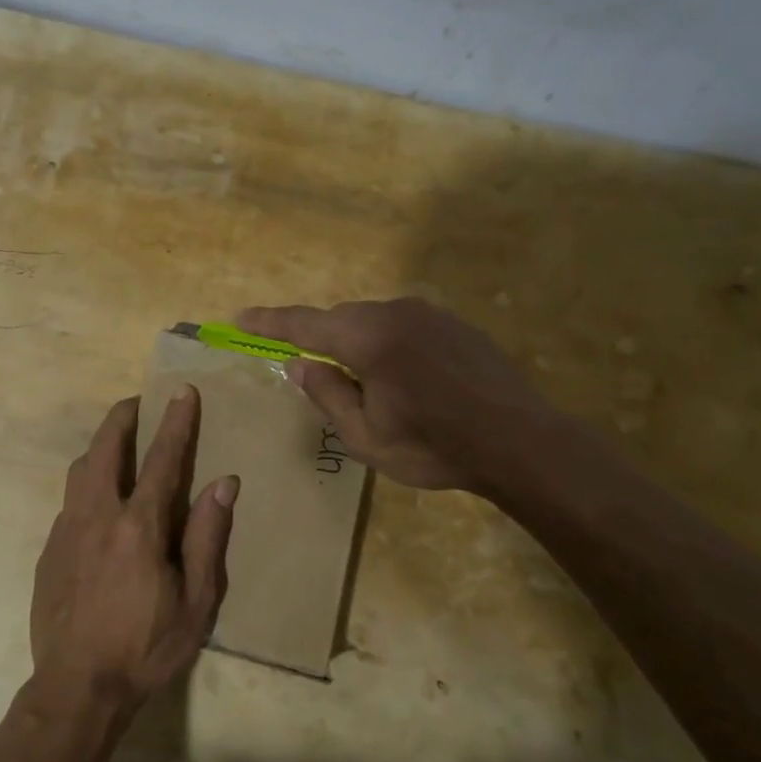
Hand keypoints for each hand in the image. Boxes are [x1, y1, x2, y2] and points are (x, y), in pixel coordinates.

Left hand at [30, 389, 237, 719]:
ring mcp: (66, 531)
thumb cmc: (146, 647)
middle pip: (105, 449)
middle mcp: (98, 516)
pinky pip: (69, 501)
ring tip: (117, 443)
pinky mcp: (49, 550)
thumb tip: (224, 482)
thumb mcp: (196, 602)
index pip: (162, 459)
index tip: (182, 391)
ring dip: (99, 447)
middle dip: (122, 418)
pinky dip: (86, 484)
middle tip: (136, 403)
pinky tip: (98, 502)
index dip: (175, 422)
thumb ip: (208, 537)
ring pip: (79, 470)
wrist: (77, 687)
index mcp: (139, 526)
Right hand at [239, 298, 556, 498]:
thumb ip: (327, 395)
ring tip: (364, 385)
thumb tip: (299, 364)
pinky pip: (402, 325)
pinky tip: (402, 377)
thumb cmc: (435, 448)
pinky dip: (386, 343)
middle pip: (340, 319)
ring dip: (355, 343)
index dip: (269, 322)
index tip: (240, 318)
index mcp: (368, 339)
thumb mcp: (366, 437)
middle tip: (310, 371)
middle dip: (318, 338)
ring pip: (372, 320)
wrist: (520, 441)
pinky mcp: (453, 323)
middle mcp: (395, 313)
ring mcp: (429, 314)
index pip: (304, 324)